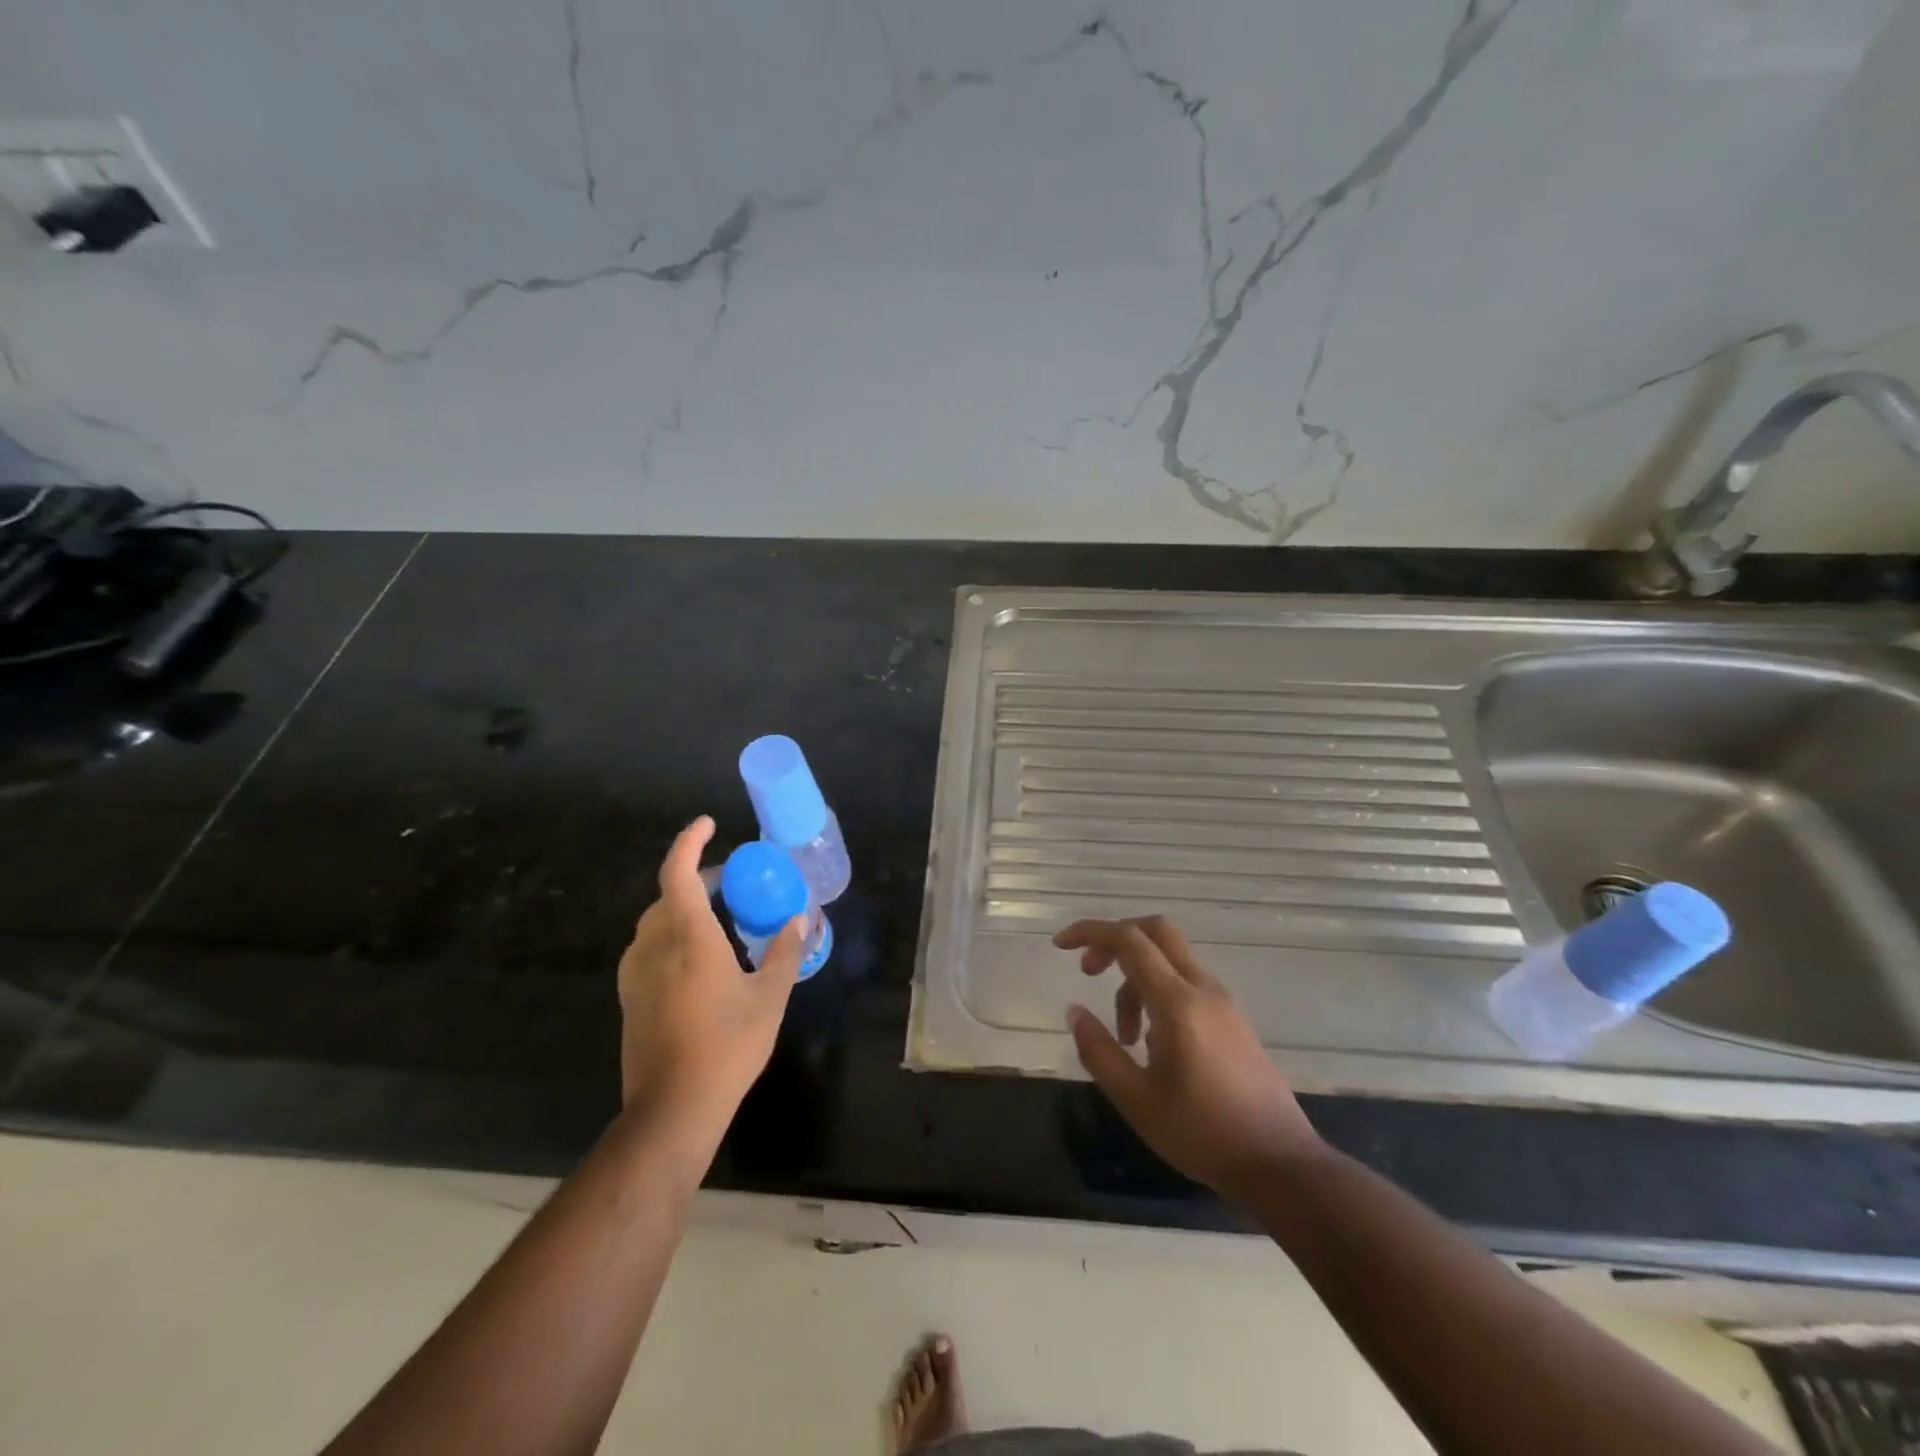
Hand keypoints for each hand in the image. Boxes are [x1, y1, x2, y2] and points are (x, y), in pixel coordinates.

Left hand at [618, 817, 803, 1144]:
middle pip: (668, 894)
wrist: (672, 1108)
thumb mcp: (769, 997)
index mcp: (688, 937)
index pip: (677, 872)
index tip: (708, 825)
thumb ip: (785, 953)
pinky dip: (672, 934)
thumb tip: (798, 920)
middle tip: (730, 881)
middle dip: (696, 877)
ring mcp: (636, 973)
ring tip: (718, 916)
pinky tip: (698, 958)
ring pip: (656, 921)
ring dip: (683, 907)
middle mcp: (654, 946)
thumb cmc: (727, 1046)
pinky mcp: (630, 997)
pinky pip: (649, 947)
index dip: (689, 842)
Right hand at [1058, 916, 1324, 1200]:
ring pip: (1170, 960)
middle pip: (1156, 931)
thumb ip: (1098, 1050)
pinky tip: (1153, 1043)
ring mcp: (1223, 1001)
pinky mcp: (1233, 1018)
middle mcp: (1203, 988)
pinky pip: (1187, 982)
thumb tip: (1075, 1012)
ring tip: (1124, 1036)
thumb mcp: (1136, 1099)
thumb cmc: (1202, 1134)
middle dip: (1115, 940)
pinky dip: (1158, 991)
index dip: (1090, 932)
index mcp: (1177, 1002)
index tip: (1060, 945)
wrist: (1280, 1164)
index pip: (1129, 940)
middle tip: (1089, 972)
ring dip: (1136, 978)